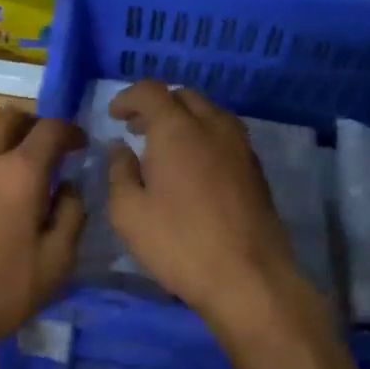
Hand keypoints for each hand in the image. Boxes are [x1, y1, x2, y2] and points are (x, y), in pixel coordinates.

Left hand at [0, 107, 86, 365]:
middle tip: (43, 152)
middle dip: (31, 127)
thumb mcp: (54, 265)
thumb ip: (71, 217)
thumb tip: (69, 188)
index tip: (79, 145)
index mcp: (18, 171)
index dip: (70, 131)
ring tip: (9, 178)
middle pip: (7, 119)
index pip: (50, 129)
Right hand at [105, 82, 324, 334]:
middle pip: (184, 96)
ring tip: (165, 147)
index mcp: (177, 130)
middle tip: (137, 129)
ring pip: (210, 113)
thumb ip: (119, 172)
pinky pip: (225, 136)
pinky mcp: (255, 170)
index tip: (114, 116)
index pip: (151, 91)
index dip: (128, 97)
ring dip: (184, 119)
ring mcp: (240, 147)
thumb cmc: (179, 243)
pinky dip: (204, 137)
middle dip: (157, 105)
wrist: (248, 277)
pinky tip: (193, 167)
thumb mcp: (128, 213)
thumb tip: (121, 148)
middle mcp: (213, 126)